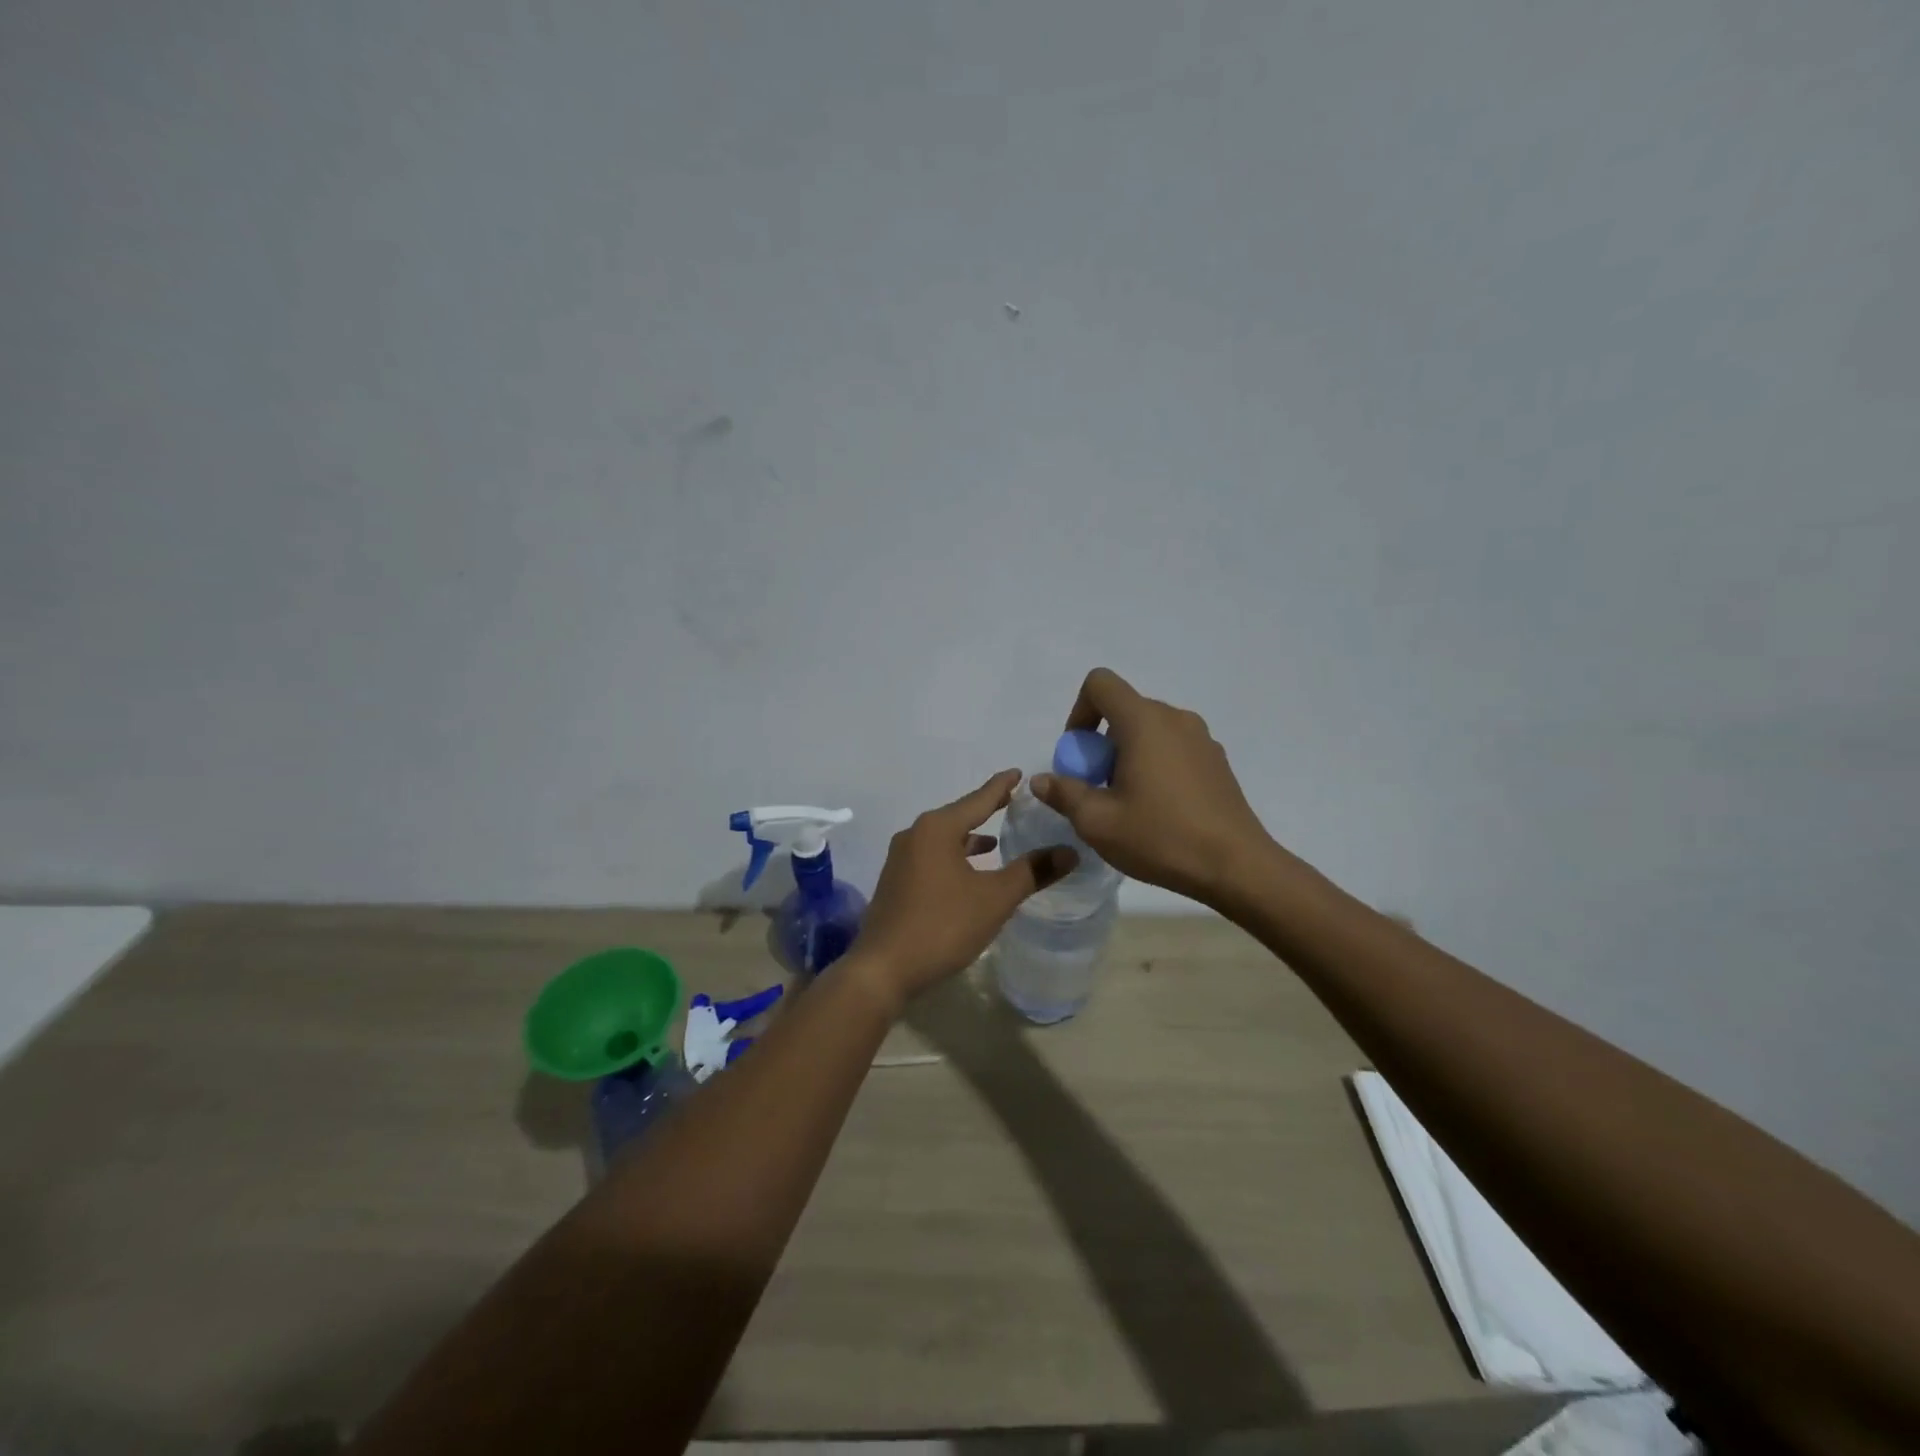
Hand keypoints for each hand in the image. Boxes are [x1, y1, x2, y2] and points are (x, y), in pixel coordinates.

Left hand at [851, 770, 1077, 1010]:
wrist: (883, 969)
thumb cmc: (942, 926)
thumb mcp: (994, 898)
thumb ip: (1032, 872)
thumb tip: (1069, 851)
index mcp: (937, 828)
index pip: (978, 799)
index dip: (1002, 787)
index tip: (1019, 772)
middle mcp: (915, 834)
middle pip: (958, 816)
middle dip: (986, 811)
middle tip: (1013, 803)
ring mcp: (900, 859)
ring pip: (943, 839)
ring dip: (969, 839)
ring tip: (995, 842)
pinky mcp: (896, 882)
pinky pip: (932, 857)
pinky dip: (954, 857)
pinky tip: (968, 874)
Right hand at [1032, 667, 1273, 907]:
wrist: (1236, 866)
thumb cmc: (1161, 837)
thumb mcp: (1097, 822)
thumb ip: (1064, 794)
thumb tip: (1042, 780)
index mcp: (1144, 722)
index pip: (1100, 683)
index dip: (1079, 712)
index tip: (1080, 755)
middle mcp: (1175, 718)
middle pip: (1124, 709)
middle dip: (1101, 743)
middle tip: (1099, 789)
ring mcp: (1201, 738)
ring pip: (1149, 730)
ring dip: (1128, 755)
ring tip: (1129, 803)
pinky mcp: (1217, 761)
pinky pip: (1173, 748)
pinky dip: (1155, 765)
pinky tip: (1160, 810)